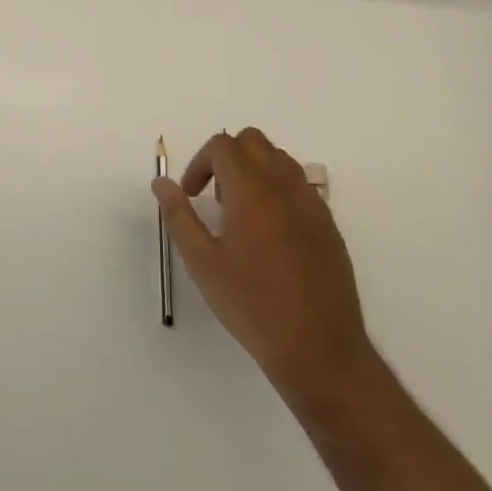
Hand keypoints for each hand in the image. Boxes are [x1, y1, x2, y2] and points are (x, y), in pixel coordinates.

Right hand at [154, 129, 376, 406]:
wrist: (319, 349)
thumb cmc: (252, 305)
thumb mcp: (202, 263)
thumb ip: (179, 216)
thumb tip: (162, 183)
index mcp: (252, 189)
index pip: (222, 145)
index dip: (200, 163)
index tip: (192, 196)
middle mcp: (285, 185)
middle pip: (253, 141)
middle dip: (227, 158)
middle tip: (215, 198)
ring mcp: (312, 203)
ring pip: (279, 159)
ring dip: (254, 170)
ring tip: (241, 215)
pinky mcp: (328, 223)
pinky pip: (300, 185)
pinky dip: (278, 190)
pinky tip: (270, 234)